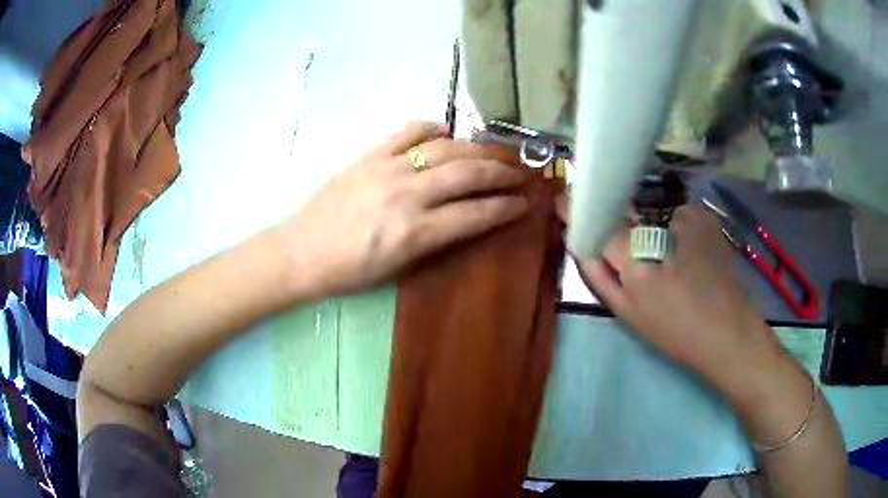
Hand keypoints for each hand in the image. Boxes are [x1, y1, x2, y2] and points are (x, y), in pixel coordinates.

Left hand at [278, 121, 528, 299]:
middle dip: (501, 173)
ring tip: (495, 153)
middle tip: (520, 173)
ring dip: (477, 149)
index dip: (505, 208)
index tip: (524, 203)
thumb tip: (466, 217)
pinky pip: (408, 132)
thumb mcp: (398, 269)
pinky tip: (447, 132)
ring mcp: (388, 169)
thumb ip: (435, 241)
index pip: (474, 214)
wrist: (302, 252)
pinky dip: (432, 128)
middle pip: (468, 174)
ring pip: (445, 149)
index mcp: (415, 233)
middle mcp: (407, 195)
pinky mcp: (370, 156)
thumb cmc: (350, 271)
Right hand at [565, 203, 791, 399]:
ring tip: (669, 261)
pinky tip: (690, 253)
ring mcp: (687, 217)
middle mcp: (660, 228)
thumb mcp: (629, 314)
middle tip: (632, 252)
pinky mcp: (705, 217)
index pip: (597, 222)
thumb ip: (599, 276)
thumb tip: (580, 242)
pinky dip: (675, 228)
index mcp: (638, 262)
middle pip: (623, 212)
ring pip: (651, 213)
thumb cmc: (677, 333)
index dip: (578, 210)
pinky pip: (676, 215)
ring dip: (651, 229)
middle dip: (618, 223)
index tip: (562, 202)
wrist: (730, 333)